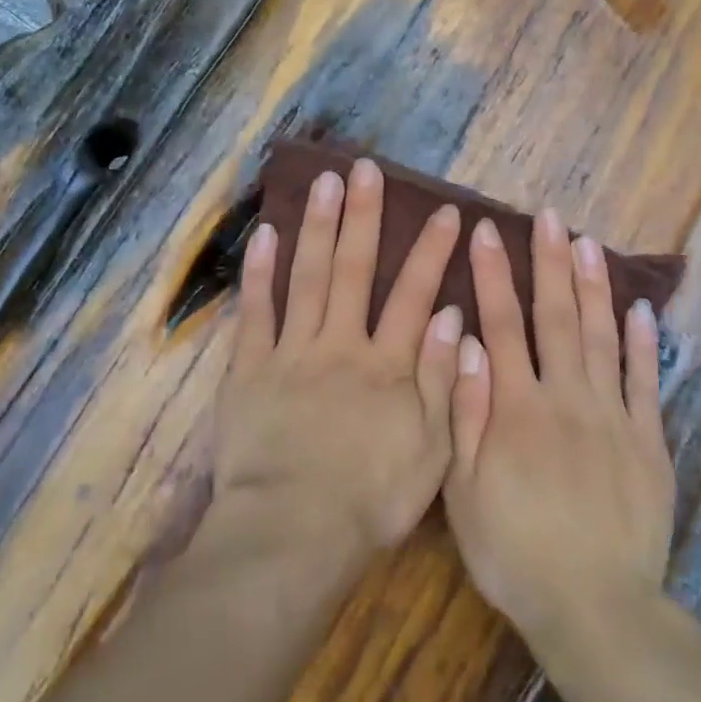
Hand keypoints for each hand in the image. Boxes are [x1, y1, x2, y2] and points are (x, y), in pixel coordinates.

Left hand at [214, 158, 464, 564]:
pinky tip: (264, 234)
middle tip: (365, 169)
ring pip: (306, 276)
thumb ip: (442, 381)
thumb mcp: (431, 452)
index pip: (414, 294)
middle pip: (354, 269)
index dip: (432, 252)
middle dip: (363, 216)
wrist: (293, 532)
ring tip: (323, 182)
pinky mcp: (250, 368)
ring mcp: (291, 351)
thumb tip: (450, 316)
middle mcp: (340, 344)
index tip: (446, 212)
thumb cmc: (370, 500)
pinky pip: (255, 312)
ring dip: (316, 226)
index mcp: (387, 366)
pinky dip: (259, 272)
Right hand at [442, 209, 674, 647]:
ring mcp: (613, 417)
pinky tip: (642, 309)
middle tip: (549, 217)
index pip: (502, 325)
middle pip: (557, 318)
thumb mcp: (462, 489)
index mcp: (516, 407)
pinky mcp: (648, 442)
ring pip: (603, 337)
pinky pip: (647, 382)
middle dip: (550, 263)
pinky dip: (645, 343)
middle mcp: (566, 398)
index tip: (488, 232)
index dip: (494, 274)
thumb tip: (465, 342)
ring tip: (590, 243)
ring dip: (595, 287)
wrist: (593, 607)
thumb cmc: (512, 549)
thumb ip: (463, 411)